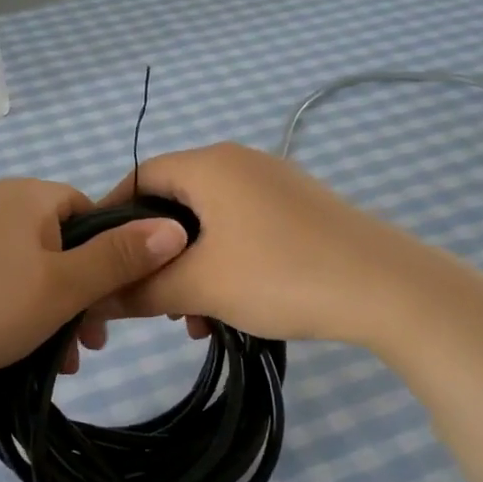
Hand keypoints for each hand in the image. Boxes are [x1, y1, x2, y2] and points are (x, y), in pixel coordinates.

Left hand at [0, 177, 187, 409]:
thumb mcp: (62, 287)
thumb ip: (120, 259)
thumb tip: (176, 227)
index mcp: (28, 196)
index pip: (92, 214)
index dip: (111, 260)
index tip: (113, 308)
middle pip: (61, 244)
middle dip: (82, 295)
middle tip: (89, 345)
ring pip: (29, 269)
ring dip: (51, 311)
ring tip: (56, 360)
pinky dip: (14, 310)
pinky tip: (13, 350)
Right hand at [92, 143, 436, 347]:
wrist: (387, 288)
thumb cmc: (280, 274)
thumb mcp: (200, 286)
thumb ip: (139, 289)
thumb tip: (94, 297)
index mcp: (211, 165)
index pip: (139, 176)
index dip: (112, 218)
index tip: (99, 261)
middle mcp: (241, 163)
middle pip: (175, 203)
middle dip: (155, 255)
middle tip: (148, 299)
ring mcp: (276, 185)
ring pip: (211, 224)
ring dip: (191, 268)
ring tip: (191, 318)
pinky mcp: (301, 211)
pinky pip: (244, 231)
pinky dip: (226, 265)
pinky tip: (230, 310)